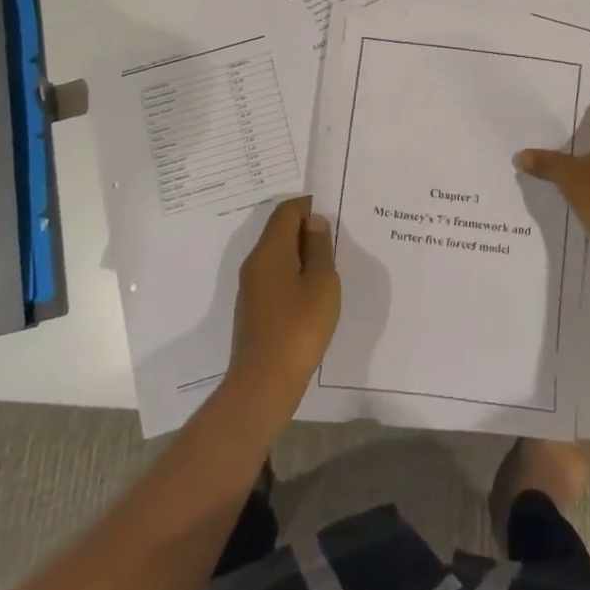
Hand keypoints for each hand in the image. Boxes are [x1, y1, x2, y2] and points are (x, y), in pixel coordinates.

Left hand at [230, 196, 340, 404]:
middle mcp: (255, 262)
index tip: (336, 216)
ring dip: (302, 255)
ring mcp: (251, 287)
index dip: (311, 207)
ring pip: (278, 255)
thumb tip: (314, 223)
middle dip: (308, 230)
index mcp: (270, 250)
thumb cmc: (299, 328)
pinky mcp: (253, 308)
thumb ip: (320, 248)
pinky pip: (275, 276)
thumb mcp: (322, 284)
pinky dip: (294, 275)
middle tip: (338, 241)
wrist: (264, 383)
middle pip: (280, 231)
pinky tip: (313, 294)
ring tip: (330, 268)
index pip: (287, 211)